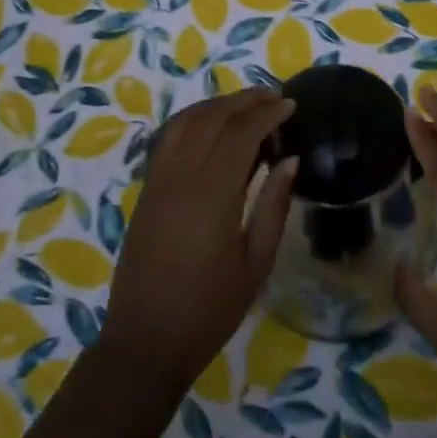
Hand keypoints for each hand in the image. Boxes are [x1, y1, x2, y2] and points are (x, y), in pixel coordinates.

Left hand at [98, 87, 297, 396]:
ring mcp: (158, 180)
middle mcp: (181, 175)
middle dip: (244, 100)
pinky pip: (169, 138)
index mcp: (212, 192)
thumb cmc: (210, 309)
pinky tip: (210, 126)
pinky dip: (192, 121)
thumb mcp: (255, 263)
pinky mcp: (146, 190)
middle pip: (212, 118)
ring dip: (217, 105)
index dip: (267, 113)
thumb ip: (273, 206)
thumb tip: (289, 160)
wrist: (145, 340)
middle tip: (274, 96)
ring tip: (245, 104)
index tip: (291, 104)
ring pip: (186, 122)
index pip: (241, 132)